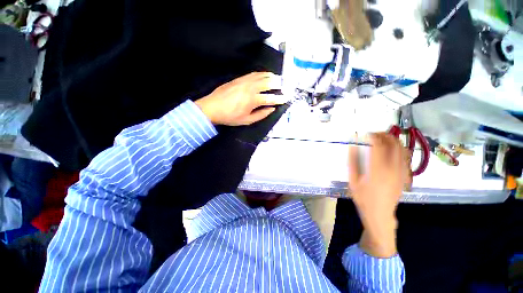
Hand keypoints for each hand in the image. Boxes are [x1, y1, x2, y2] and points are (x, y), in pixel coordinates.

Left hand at [195, 72, 287, 125]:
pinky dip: (261, 74)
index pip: (270, 98)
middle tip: (284, 85)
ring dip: (271, 76)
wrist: (212, 108)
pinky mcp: (239, 79)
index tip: (286, 98)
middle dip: (278, 84)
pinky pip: (253, 74)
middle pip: (268, 83)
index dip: (280, 98)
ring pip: (261, 76)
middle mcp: (251, 88)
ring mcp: (244, 81)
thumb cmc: (230, 117)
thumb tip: (271, 109)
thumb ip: (261, 114)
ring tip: (277, 78)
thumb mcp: (247, 120)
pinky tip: (264, 75)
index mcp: (253, 100)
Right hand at [348, 133, 409, 257]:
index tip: (365, 134)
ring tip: (382, 139)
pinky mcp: (405, 175)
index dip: (372, 136)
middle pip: (394, 144)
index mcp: (378, 170)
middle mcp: (393, 168)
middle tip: (374, 134)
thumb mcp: (352, 180)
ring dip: (393, 140)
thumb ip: (353, 162)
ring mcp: (402, 172)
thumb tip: (352, 146)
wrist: (380, 214)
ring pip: (402, 149)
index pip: (379, 145)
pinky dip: (399, 149)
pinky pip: (405, 157)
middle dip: (384, 135)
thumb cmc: (363, 198)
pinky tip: (390, 150)